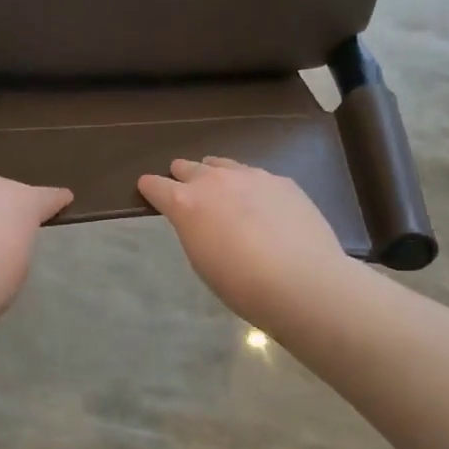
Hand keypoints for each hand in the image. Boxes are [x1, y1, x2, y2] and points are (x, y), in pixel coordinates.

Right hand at [137, 158, 351, 329]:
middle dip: (181, 175)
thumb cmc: (242, 284)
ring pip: (223, 164)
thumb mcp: (202, 260)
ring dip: (215, 173)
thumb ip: (195, 230)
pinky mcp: (282, 181)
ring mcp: (252, 176)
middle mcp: (215, 181)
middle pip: (189, 167)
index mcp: (187, 203)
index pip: (157, 186)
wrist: (302, 280)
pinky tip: (260, 201)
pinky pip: (256, 176)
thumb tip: (201, 219)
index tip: (147, 188)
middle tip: (182, 183)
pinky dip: (249, 185)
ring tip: (219, 183)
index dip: (150, 187)